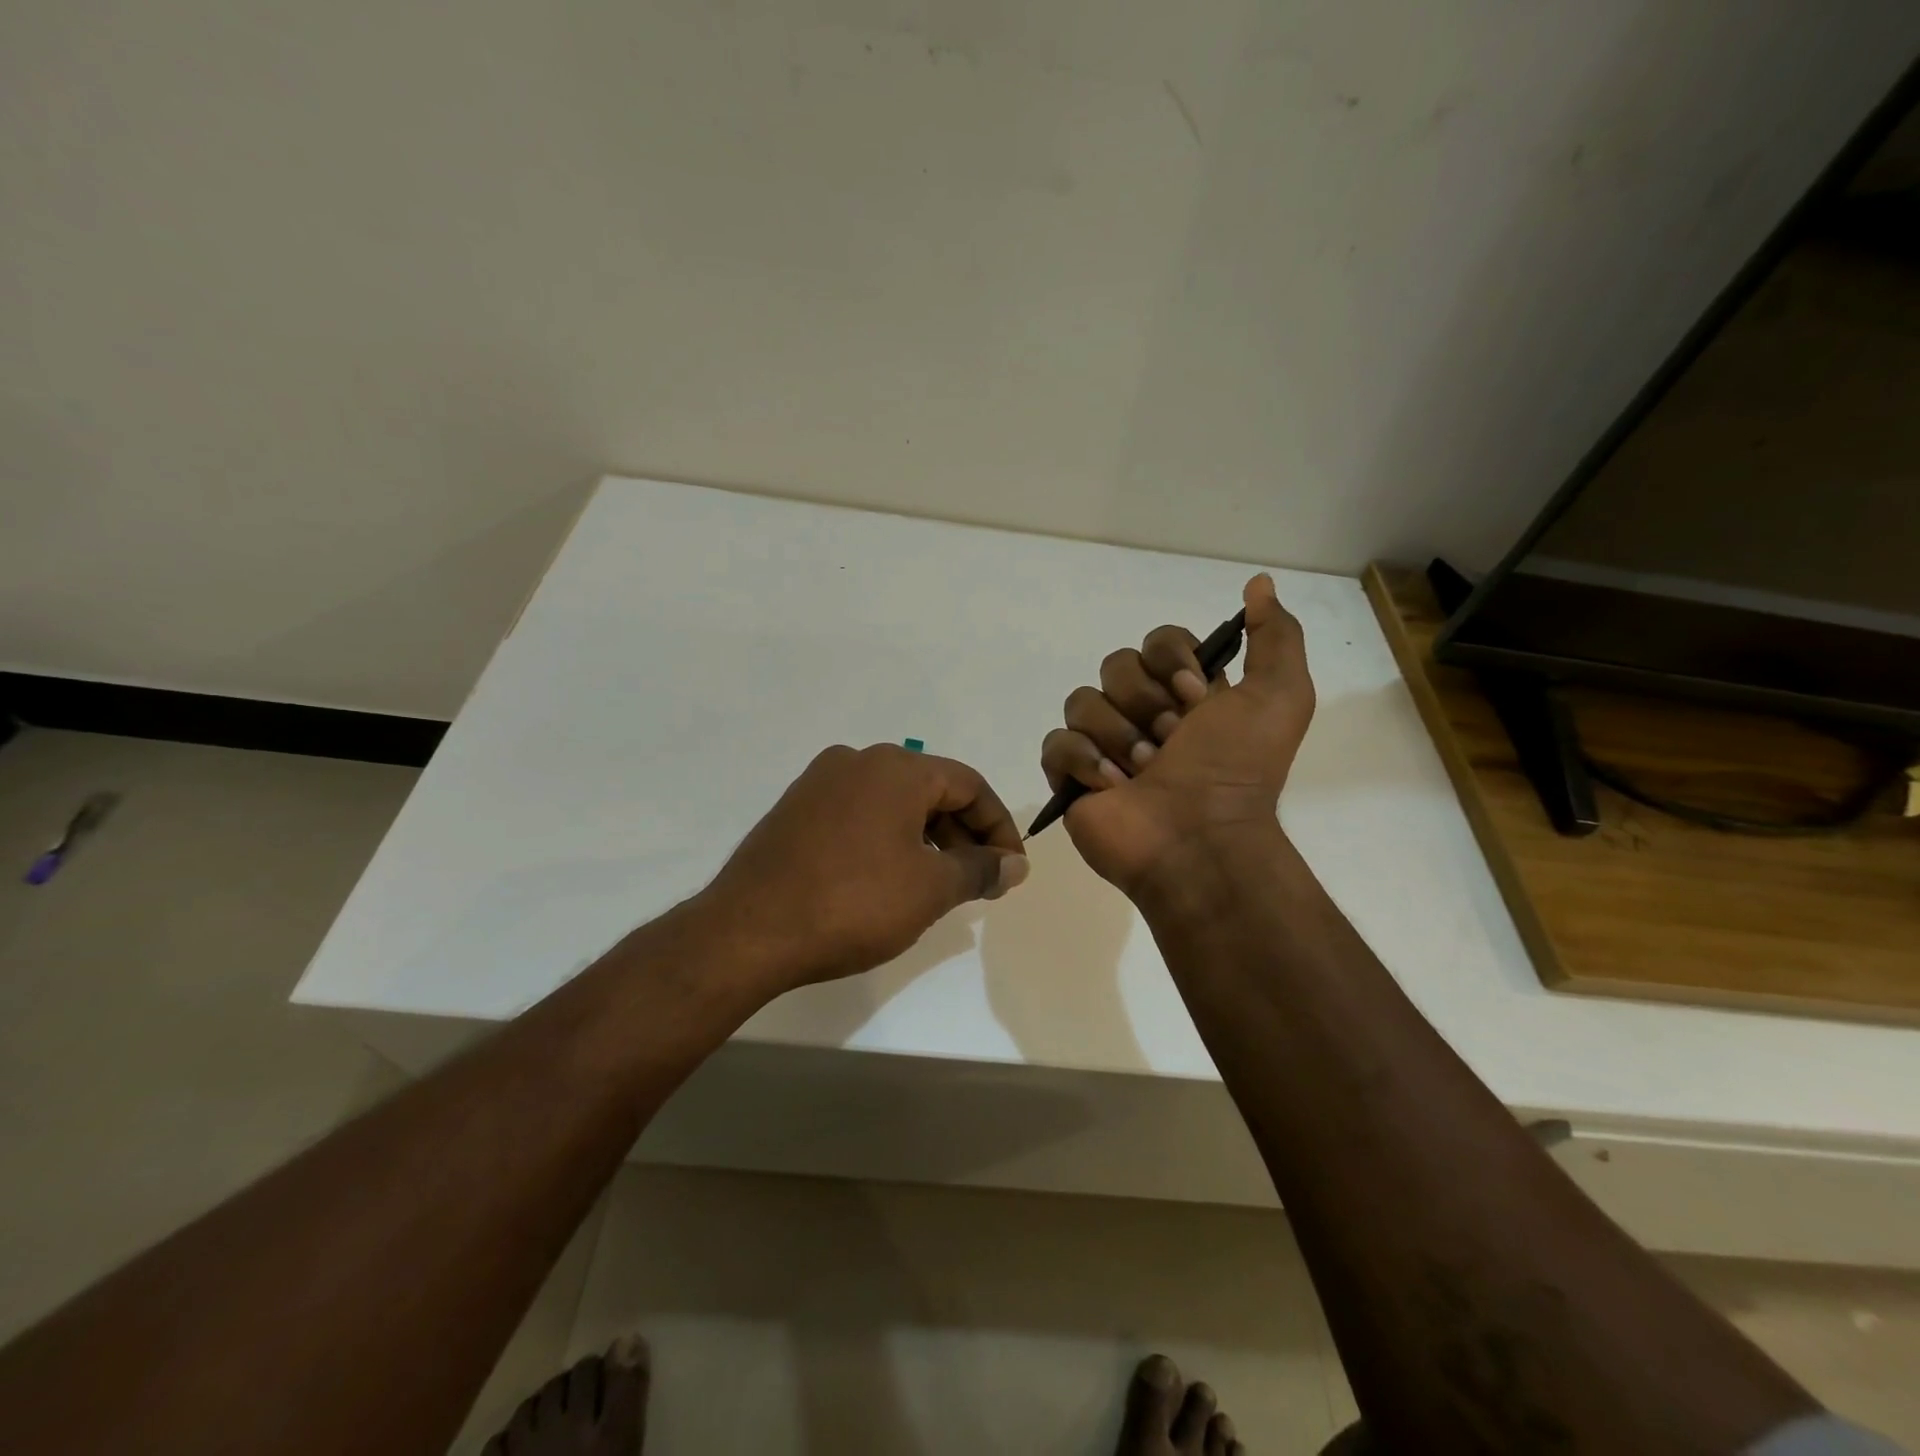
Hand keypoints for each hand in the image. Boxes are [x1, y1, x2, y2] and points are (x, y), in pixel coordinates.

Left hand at [701, 744, 1028, 991]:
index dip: (999, 827)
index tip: (1010, 869)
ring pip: (893, 803)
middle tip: (979, 882)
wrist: (747, 932)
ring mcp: (820, 783)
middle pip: (931, 790)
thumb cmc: (853, 903)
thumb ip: (980, 870)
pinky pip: (859, 815)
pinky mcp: (795, 810)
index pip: (969, 785)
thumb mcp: (930, 890)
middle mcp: (857, 761)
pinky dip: (887, 840)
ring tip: (938, 886)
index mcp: (896, 767)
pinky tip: (889, 880)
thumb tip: (1015, 864)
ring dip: (926, 839)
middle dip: (963, 835)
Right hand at [1040, 573, 1314, 893]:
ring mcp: (1103, 745)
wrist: (1201, 841)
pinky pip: (1056, 743)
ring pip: (1082, 701)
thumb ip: (1274, 636)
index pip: (1157, 641)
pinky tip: (1112, 786)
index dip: (1171, 660)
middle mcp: (1143, 713)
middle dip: (1144, 702)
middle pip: (1116, 665)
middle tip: (1171, 741)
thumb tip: (1258, 583)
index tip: (1195, 695)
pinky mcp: (1071, 777)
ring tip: (1143, 772)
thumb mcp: (1280, 696)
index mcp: (1186, 693)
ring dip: (1119, 736)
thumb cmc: (1237, 769)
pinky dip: (1083, 761)